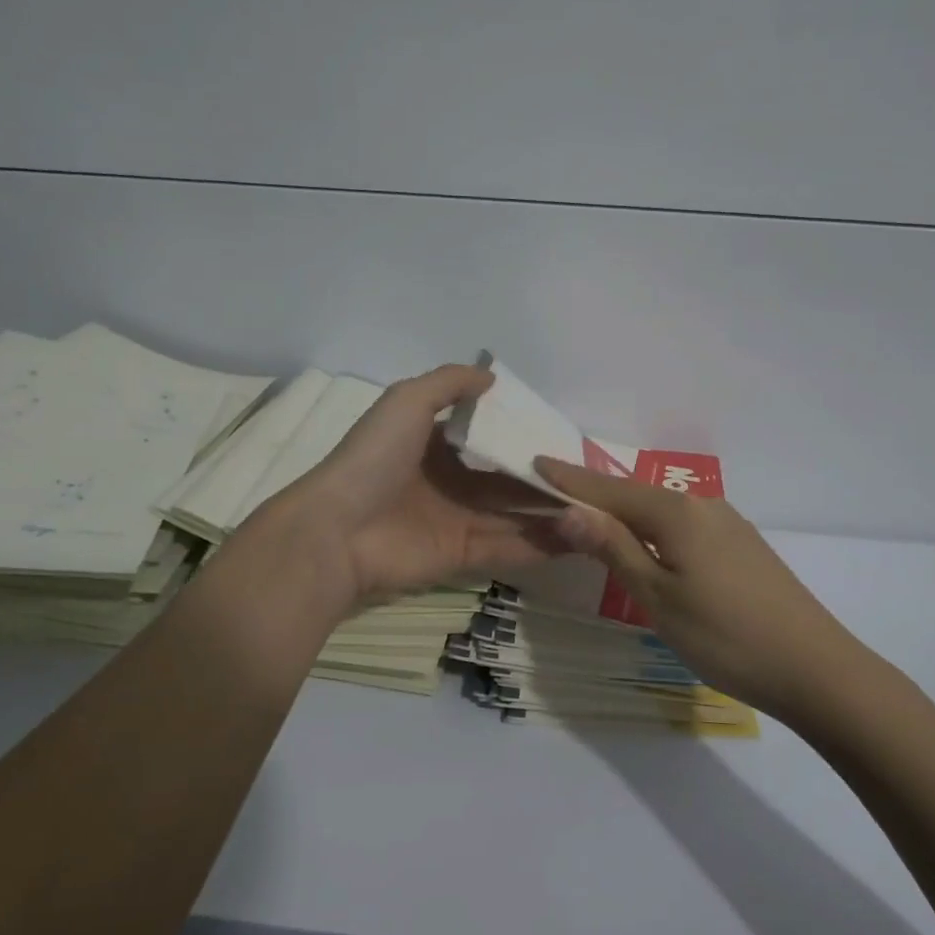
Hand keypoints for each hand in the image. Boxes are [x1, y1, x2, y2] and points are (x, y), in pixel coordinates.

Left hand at [257, 365, 567, 610]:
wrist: (337, 531)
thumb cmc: (374, 459)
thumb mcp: (406, 401)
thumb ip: (448, 383)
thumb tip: (492, 378)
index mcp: (435, 445)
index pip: (488, 439)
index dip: (522, 436)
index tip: (562, 436)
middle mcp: (450, 482)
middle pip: (507, 480)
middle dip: (544, 478)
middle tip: (589, 476)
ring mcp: (457, 521)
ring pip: (515, 515)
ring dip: (551, 512)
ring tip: (597, 507)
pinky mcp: (463, 556)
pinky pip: (510, 547)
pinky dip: (543, 543)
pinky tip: (581, 534)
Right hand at [536, 458, 861, 719]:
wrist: (815, 668)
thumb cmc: (725, 637)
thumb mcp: (658, 597)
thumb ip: (614, 548)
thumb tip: (568, 509)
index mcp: (676, 512)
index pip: (608, 489)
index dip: (570, 480)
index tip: (535, 462)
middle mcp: (702, 504)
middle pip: (635, 493)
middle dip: (594, 493)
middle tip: (554, 492)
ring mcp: (727, 523)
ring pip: (661, 508)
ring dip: (624, 510)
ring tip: (591, 516)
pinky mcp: (742, 545)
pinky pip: (683, 524)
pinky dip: (653, 527)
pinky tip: (647, 542)